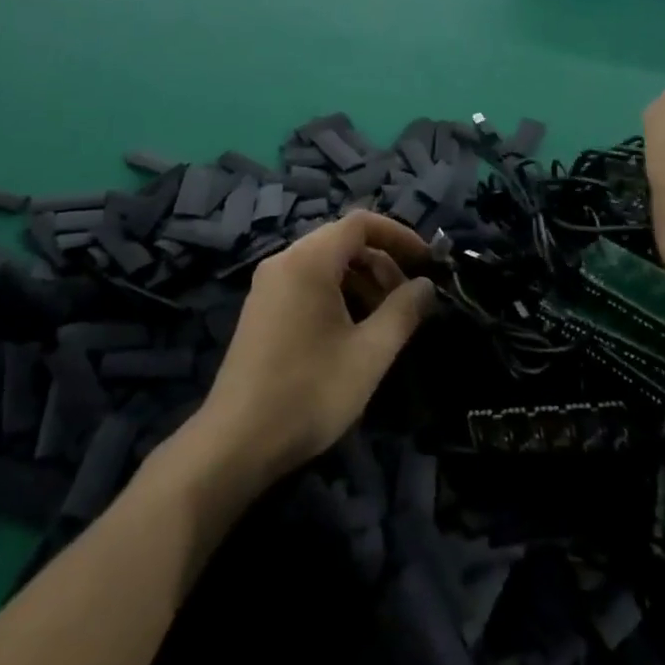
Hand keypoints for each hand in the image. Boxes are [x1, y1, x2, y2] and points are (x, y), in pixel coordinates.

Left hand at [191, 212, 436, 487]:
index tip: (427, 261)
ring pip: (324, 263)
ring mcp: (267, 285)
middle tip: (408, 300)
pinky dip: (336, 293)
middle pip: (342, 241)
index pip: (360, 222)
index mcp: (308, 261)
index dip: (398, 235)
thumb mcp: (369, 354)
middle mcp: (284, 261)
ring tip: (384, 321)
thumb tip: (426, 284)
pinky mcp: (261, 309)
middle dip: (382, 262)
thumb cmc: (309, 392)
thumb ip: (403, 312)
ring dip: (361, 280)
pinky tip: (351, 332)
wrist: (236, 441)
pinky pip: (306, 282)